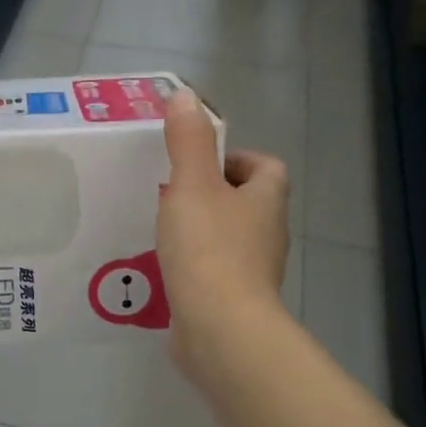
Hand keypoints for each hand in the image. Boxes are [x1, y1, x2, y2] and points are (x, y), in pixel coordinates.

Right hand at [158, 89, 291, 378]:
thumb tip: (185, 96)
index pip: (265, 167)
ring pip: (227, 239)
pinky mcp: (233, 301)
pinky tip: (160, 269)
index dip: (236, 159)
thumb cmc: (209, 250)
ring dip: (199, 232)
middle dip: (210, 195)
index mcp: (265, 201)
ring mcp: (252, 271)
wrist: (220, 330)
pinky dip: (192, 267)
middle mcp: (267, 234)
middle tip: (168, 194)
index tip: (197, 164)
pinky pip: (212, 273)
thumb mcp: (191, 185)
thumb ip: (187, 141)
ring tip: (159, 230)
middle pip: (245, 203)